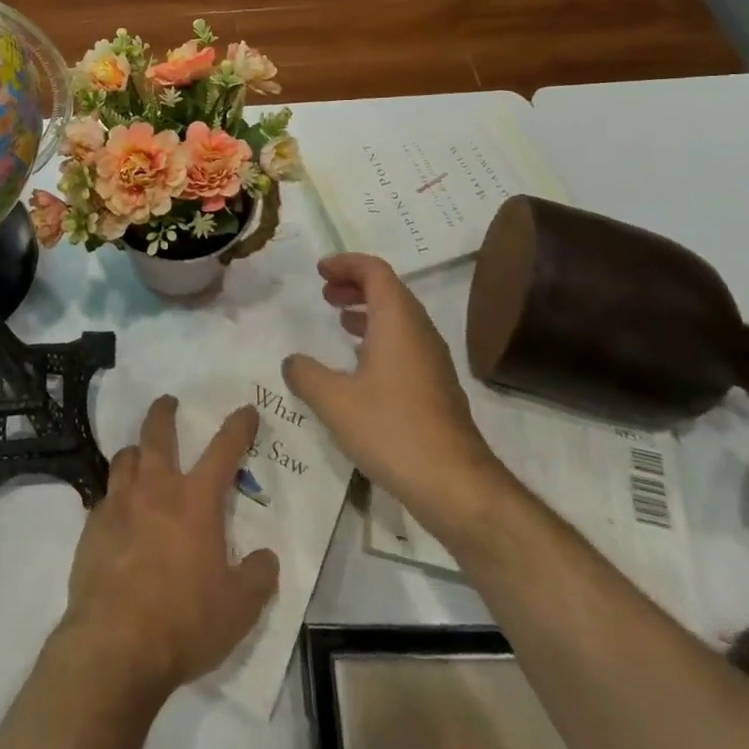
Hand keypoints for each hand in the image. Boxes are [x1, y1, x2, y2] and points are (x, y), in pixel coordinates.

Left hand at [60, 397, 280, 698]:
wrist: (113, 645)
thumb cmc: (183, 622)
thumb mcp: (237, 610)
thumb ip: (257, 578)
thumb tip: (266, 557)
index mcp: (195, 500)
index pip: (223, 449)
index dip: (238, 427)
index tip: (246, 409)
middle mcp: (156, 488)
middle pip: (158, 433)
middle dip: (165, 412)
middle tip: (168, 402)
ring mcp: (119, 503)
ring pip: (125, 457)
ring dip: (136, 451)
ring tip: (140, 455)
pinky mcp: (92, 526)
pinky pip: (105, 497)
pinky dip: (115, 496)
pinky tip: (118, 514)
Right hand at [282, 253, 511, 539]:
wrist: (457, 485)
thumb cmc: (393, 431)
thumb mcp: (335, 402)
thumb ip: (306, 375)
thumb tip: (291, 361)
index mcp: (397, 320)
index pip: (375, 270)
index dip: (346, 263)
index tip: (320, 271)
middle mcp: (419, 330)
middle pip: (389, 289)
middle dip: (355, 285)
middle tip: (326, 294)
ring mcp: (433, 359)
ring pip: (399, 317)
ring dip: (368, 311)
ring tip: (340, 322)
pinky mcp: (437, 386)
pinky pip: (406, 342)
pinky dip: (381, 336)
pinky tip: (362, 365)